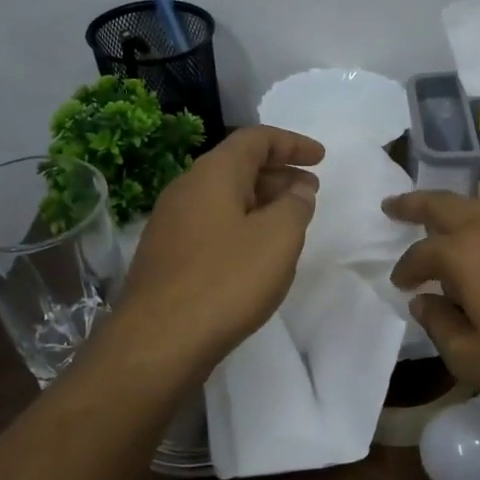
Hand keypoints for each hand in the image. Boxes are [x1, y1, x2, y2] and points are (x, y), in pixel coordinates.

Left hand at [115, 126, 323, 375]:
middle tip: (311, 190)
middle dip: (279, 173)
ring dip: (261, 200)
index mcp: (213, 174)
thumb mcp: (278, 238)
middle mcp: (186, 189)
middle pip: (237, 165)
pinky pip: (212, 223)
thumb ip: (295, 205)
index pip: (255, 139)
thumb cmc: (226, 280)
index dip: (292, 143)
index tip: (320, 157)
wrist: (159, 340)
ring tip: (290, 220)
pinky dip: (241, 224)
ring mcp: (171, 223)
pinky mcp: (167, 255)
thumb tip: (297, 189)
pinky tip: (256, 251)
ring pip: (224, 197)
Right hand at [385, 191, 479, 425]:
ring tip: (448, 222)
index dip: (406, 269)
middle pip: (446, 204)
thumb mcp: (471, 359)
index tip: (400, 285)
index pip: (421, 253)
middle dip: (415, 204)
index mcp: (465, 254)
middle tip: (393, 206)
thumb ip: (439, 325)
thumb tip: (424, 302)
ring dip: (459, 210)